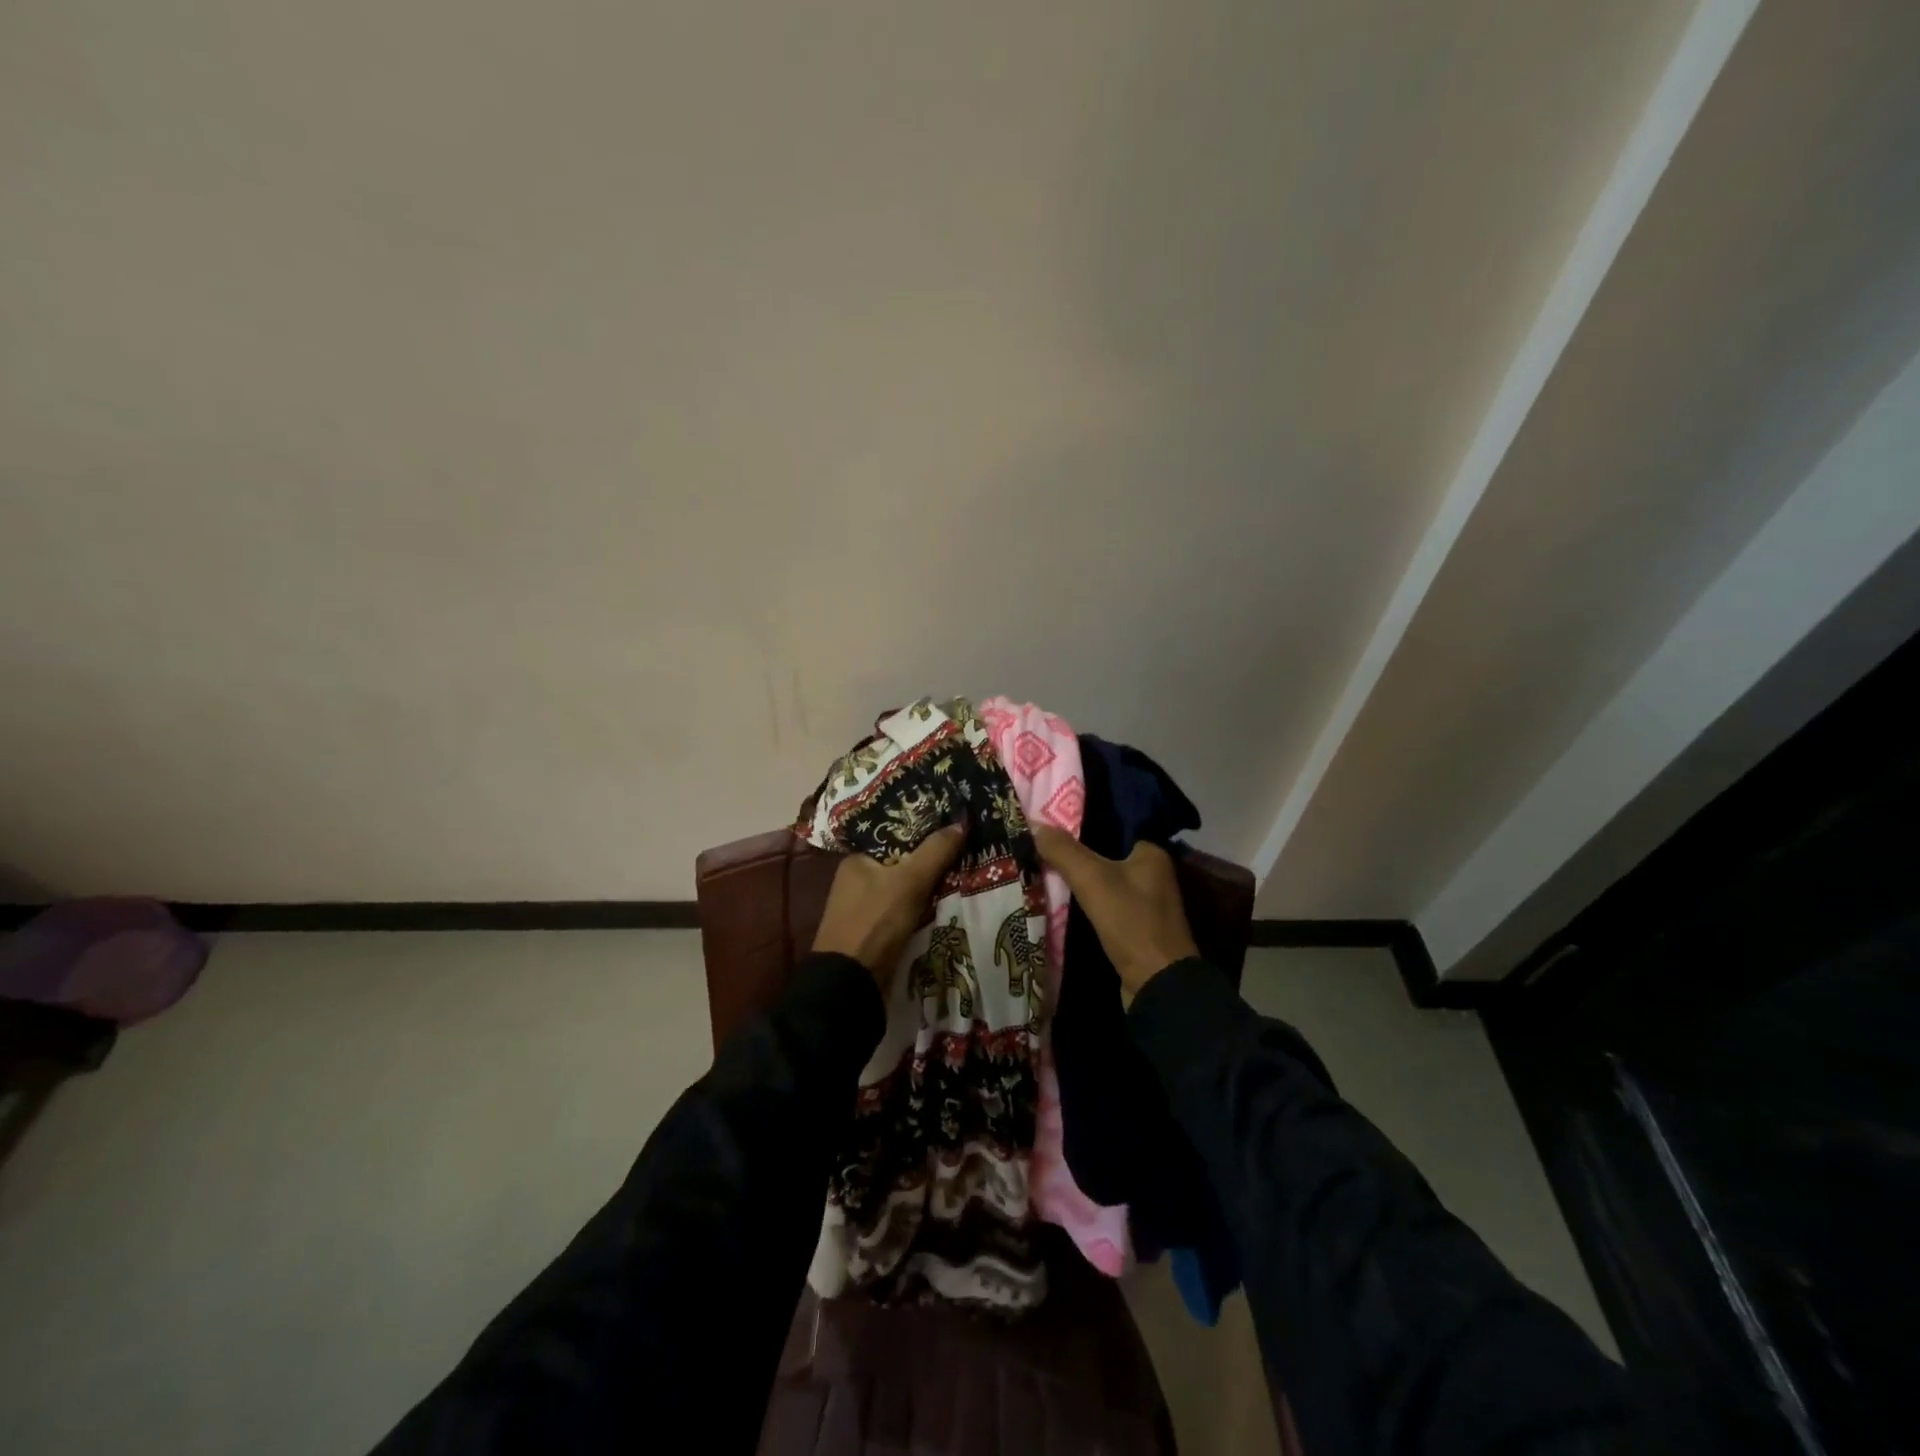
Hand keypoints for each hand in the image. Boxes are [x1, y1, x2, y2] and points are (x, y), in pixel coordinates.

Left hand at [812, 824, 967, 987]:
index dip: (924, 831)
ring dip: (930, 888)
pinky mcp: (874, 933)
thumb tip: (961, 822)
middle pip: (902, 863)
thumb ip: (935, 851)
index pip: (895, 836)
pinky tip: (948, 906)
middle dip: (931, 862)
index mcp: (857, 860)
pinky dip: (924, 910)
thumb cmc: (875, 923)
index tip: (954, 829)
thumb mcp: (909, 882)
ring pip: (905, 890)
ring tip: (965, 877)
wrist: (850, 984)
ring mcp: (864, 909)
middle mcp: (857, 881)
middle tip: (967, 852)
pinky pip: (905, 913)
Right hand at [1032, 826, 1198, 996]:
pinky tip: (1054, 898)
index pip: (1111, 825)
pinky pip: (1101, 905)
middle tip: (1036, 843)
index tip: (1048, 820)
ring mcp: (1143, 903)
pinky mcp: (1133, 927)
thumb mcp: (1093, 880)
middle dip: (1072, 852)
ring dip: (1075, 879)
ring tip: (1038, 866)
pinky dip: (1081, 902)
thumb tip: (1034, 824)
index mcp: (1151, 853)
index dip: (1079, 823)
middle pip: (1103, 854)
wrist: (1157, 985)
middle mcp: (1151, 874)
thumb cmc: (1131, 922)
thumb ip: (1064, 851)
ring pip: (1100, 881)